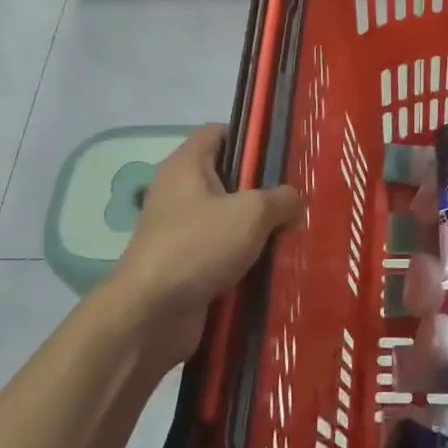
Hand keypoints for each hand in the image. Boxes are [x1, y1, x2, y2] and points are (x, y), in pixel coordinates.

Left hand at [114, 124, 303, 364]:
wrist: (150, 316)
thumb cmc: (198, 246)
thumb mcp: (252, 213)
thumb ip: (282, 199)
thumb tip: (295, 203)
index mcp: (187, 165)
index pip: (218, 132)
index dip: (249, 137)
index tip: (282, 154)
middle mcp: (180, 191)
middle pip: (228, 176)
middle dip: (263, 188)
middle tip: (297, 198)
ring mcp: (180, 230)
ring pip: (228, 217)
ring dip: (257, 227)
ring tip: (293, 232)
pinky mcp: (185, 264)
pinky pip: (222, 250)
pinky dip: (245, 257)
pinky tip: (274, 264)